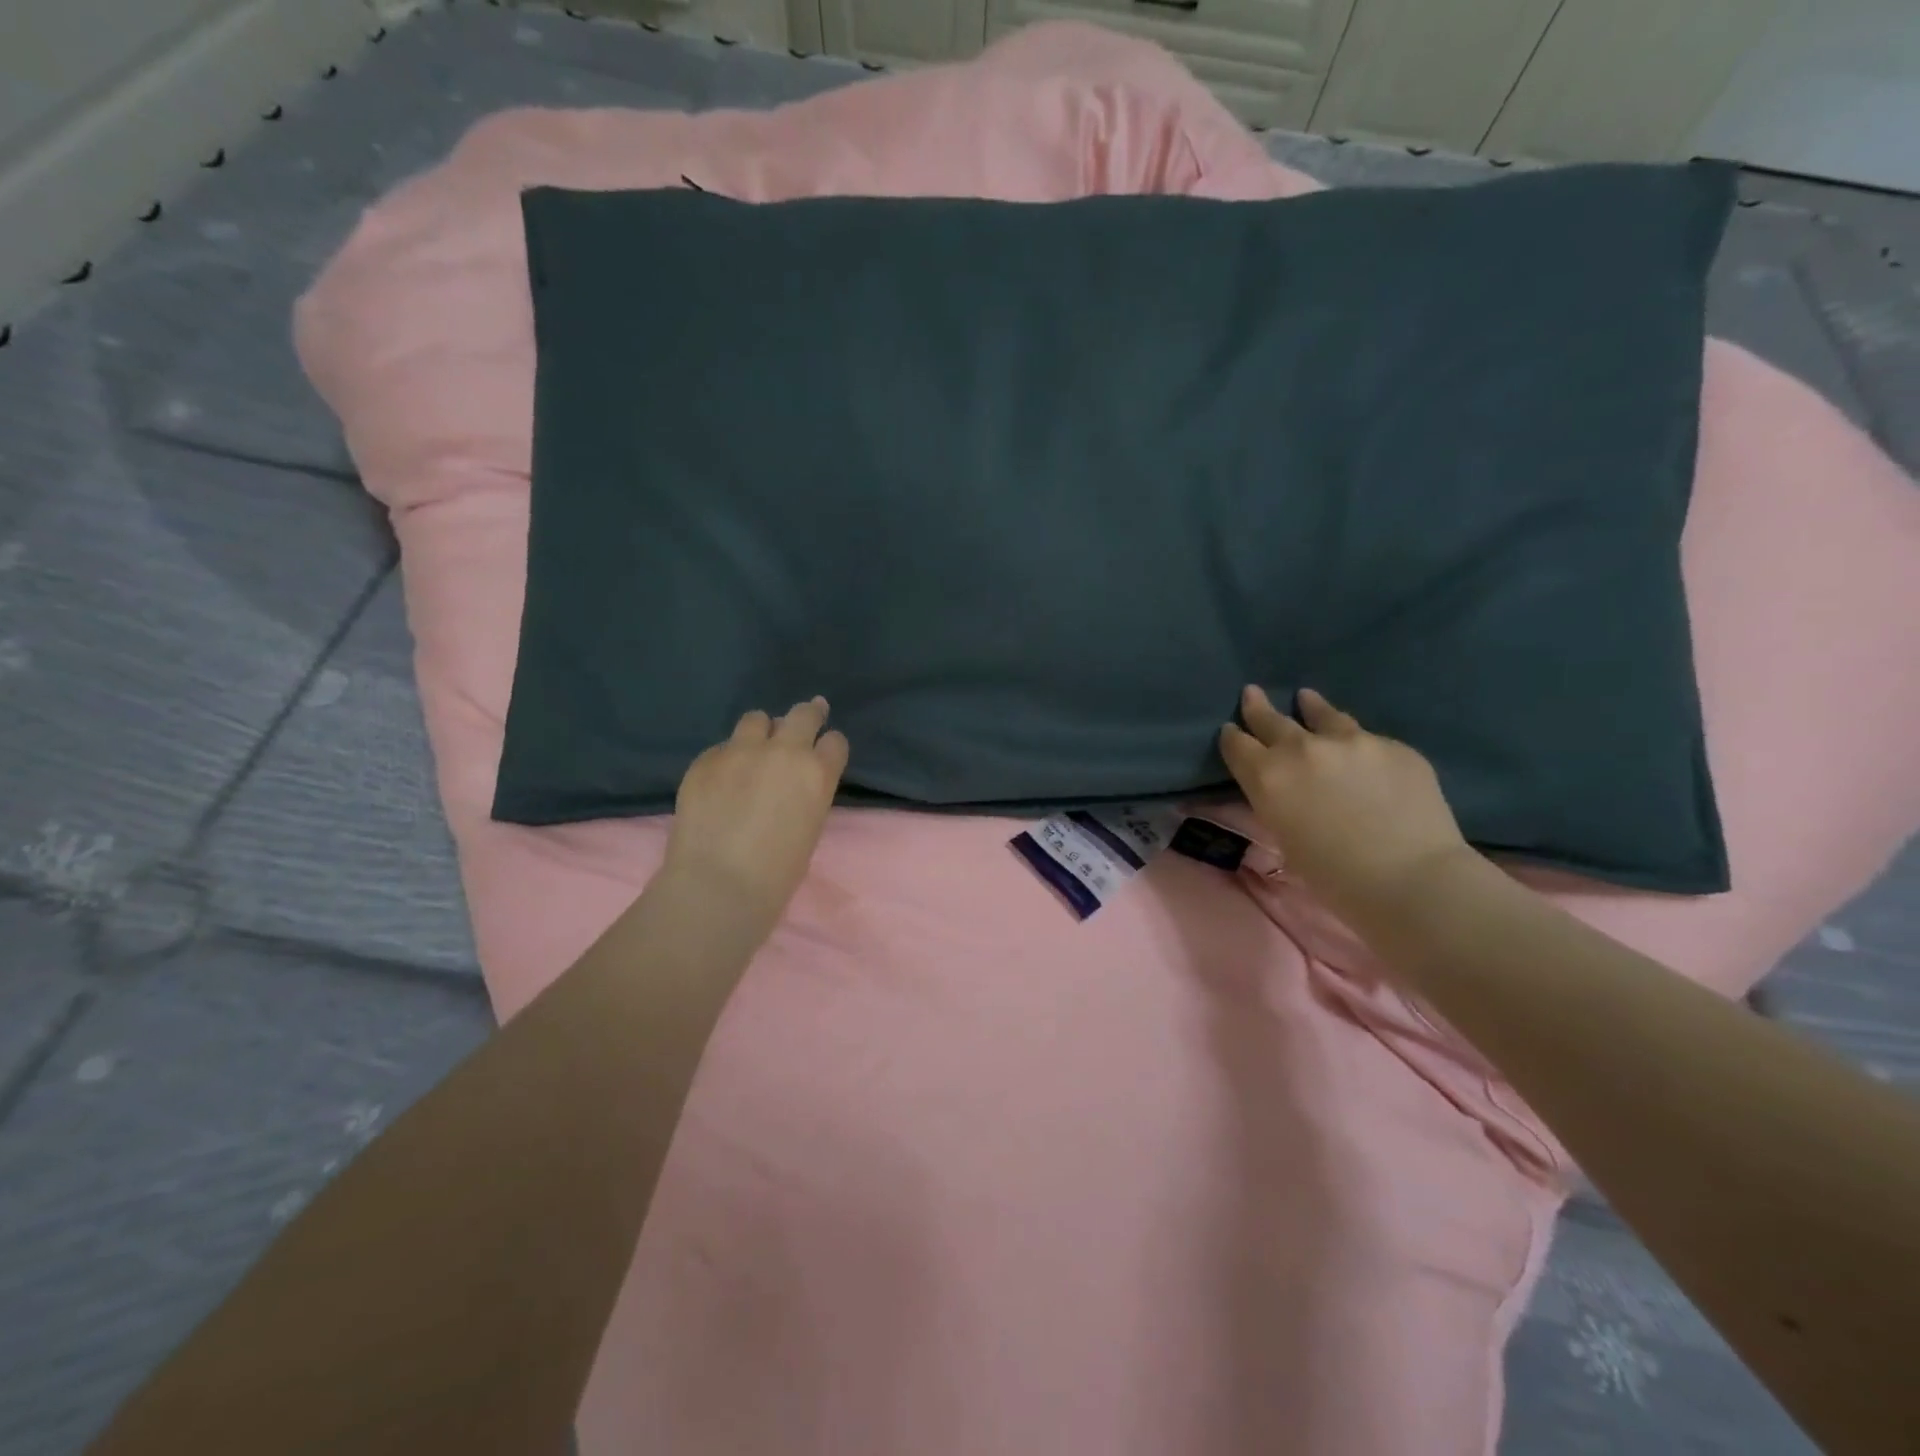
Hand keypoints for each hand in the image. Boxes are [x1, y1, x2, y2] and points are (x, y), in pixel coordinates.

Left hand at [662, 697, 849, 933]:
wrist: (718, 885)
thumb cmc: (777, 873)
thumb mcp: (810, 828)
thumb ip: (807, 794)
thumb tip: (794, 783)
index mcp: (817, 773)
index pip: (835, 741)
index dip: (829, 747)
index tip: (823, 753)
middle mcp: (783, 751)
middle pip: (803, 714)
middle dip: (807, 716)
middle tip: (806, 719)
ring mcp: (740, 751)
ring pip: (756, 719)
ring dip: (761, 732)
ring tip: (754, 751)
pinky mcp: (705, 760)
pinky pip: (721, 748)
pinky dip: (726, 759)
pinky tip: (720, 783)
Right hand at [1219, 686, 1474, 918]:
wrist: (1409, 877)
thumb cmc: (1333, 876)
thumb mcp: (1285, 837)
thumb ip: (1278, 802)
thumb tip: (1284, 789)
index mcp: (1267, 776)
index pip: (1237, 745)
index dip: (1231, 737)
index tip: (1230, 732)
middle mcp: (1302, 749)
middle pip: (1271, 720)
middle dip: (1258, 708)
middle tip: (1252, 693)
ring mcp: (1351, 741)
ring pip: (1322, 715)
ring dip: (1310, 707)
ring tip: (1306, 697)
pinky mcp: (1393, 746)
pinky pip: (1366, 739)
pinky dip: (1356, 742)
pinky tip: (1361, 749)